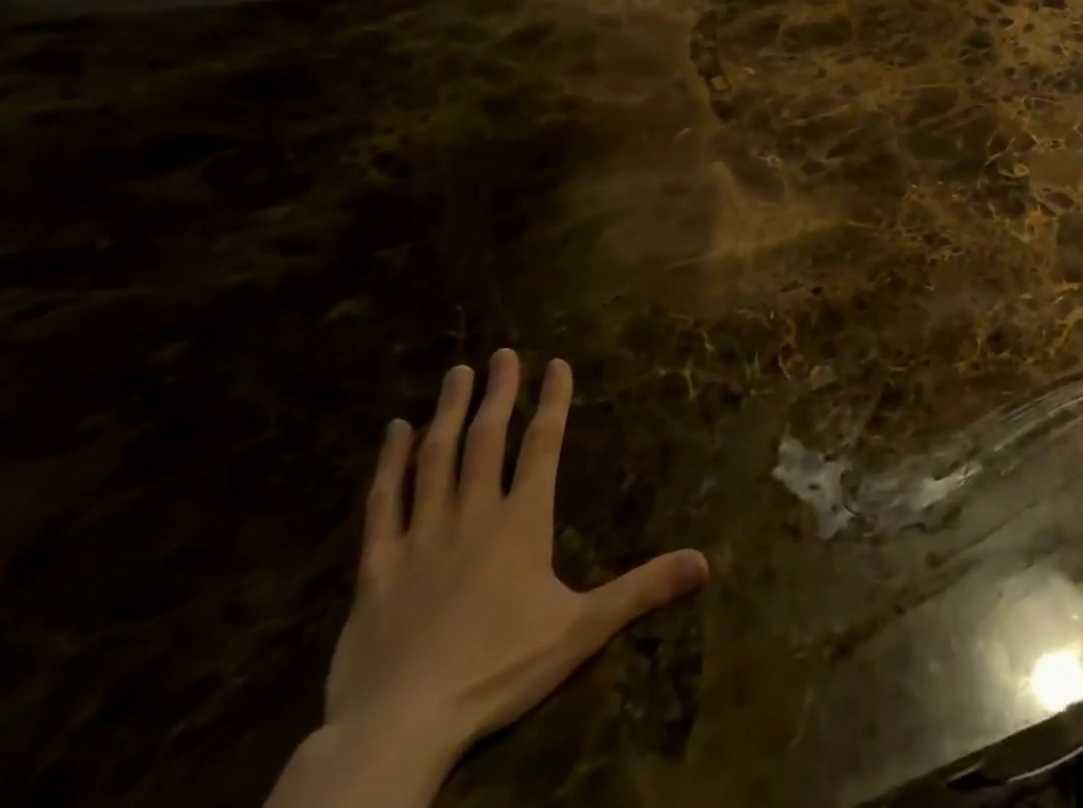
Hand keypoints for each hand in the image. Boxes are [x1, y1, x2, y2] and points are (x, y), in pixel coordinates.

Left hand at [326, 350, 708, 771]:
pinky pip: (382, 503)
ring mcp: (421, 537)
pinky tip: (392, 432)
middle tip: (503, 353)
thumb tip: (705, 563)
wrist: (399, 728)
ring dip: (449, 413)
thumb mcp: (582, 630)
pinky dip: (388, 464)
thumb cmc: (498, 671)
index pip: (543, 445)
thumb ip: (642, 589)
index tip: (556, 363)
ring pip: (435, 459)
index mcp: (522, 522)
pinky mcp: (376, 567)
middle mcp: (473, 515)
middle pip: (487, 439)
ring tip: (457, 374)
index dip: (553, 401)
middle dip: (499, 393)